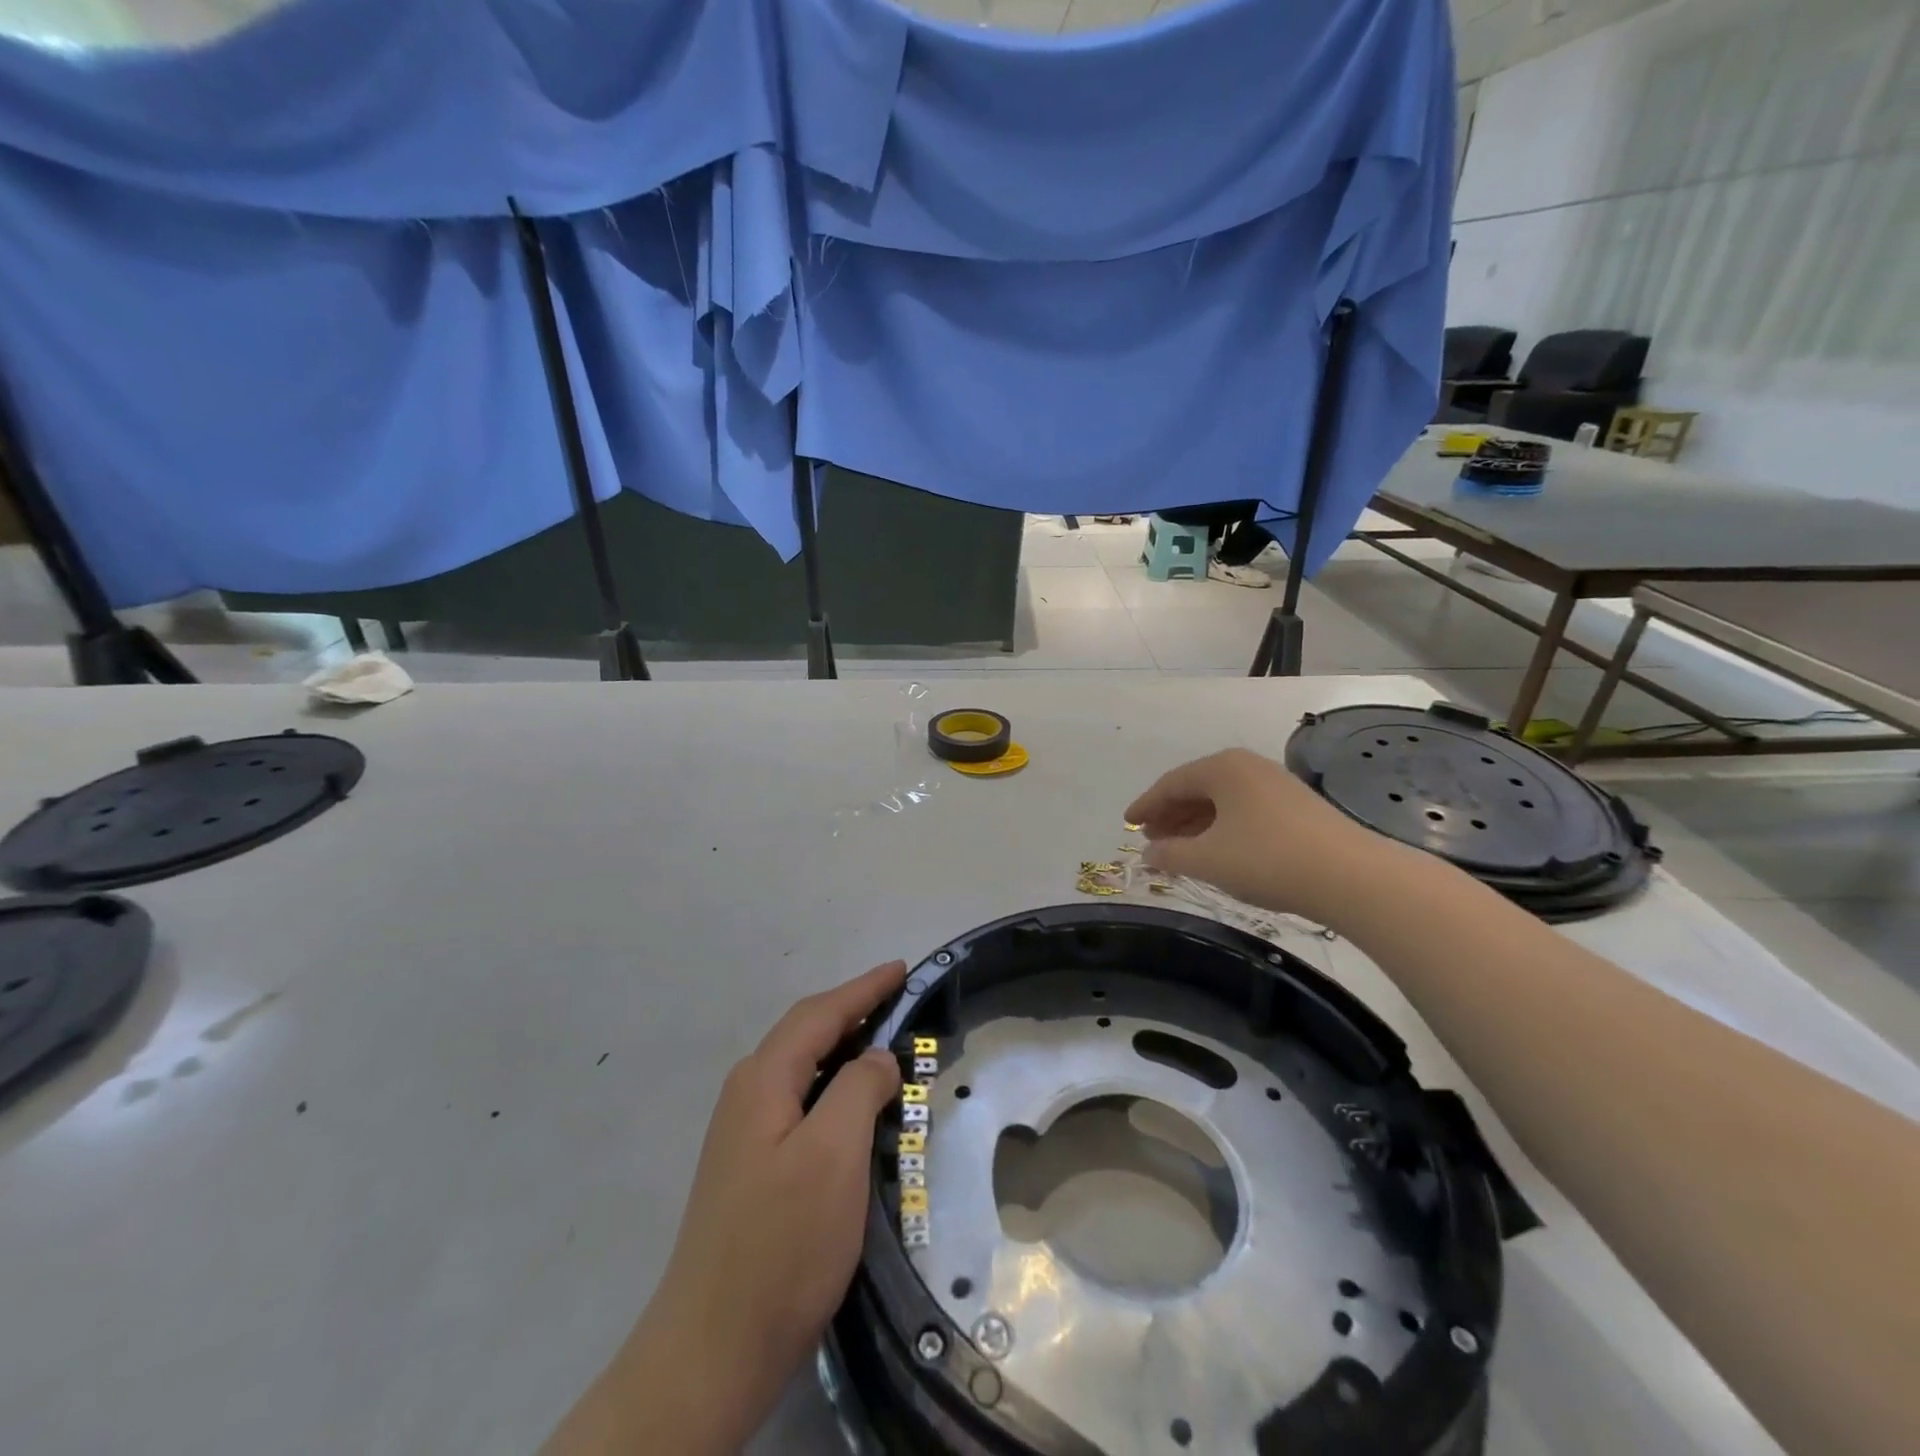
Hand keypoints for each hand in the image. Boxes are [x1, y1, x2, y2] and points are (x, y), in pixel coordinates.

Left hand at [547, 962, 904, 1454]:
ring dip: (845, 1049)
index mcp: (763, 1080)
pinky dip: (834, 1087)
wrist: (713, 1349)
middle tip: (901, 1002)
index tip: (902, 969)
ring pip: (803, 1069)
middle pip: (807, 1034)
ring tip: (887, 1045)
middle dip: (854, 1011)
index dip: (864, 988)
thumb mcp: (834, 1154)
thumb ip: (859, 1088)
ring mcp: (744, 1132)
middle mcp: (748, 1094)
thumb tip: (877, 1058)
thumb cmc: (782, 1243)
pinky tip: (855, 1105)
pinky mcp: (752, 1166)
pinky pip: (801, 1101)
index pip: (820, 1014)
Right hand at [1125, 748, 1377, 921]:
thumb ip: (1169, 854)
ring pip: (1222, 800)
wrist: (1352, 877)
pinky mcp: (1297, 807)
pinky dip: (1222, 827)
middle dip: (1170, 813)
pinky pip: (1244, 810)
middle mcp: (1248, 766)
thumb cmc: (1267, 860)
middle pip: (1197, 787)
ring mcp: (1275, 785)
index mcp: (1222, 768)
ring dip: (1195, 822)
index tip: (1127, 821)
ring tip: (1178, 847)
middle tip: (1150, 837)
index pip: (1171, 783)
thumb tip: (1148, 852)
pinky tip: (1218, 850)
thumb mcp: (1207, 860)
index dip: (1146, 804)